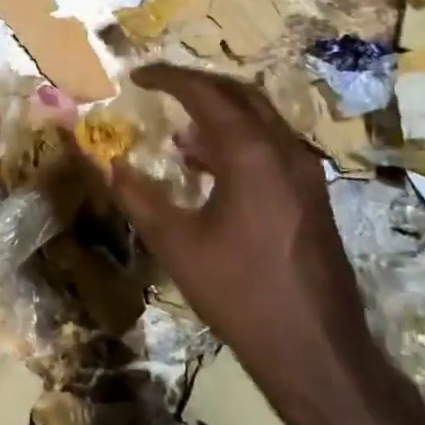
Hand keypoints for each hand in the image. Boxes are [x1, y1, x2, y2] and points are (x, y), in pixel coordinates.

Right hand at [104, 64, 380, 420]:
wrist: (314, 348)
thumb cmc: (239, 292)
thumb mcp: (175, 243)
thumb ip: (137, 197)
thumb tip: (109, 164)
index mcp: (251, 153)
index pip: (204, 94)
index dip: (167, 79)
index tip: (136, 76)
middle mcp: (284, 150)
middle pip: (239, 94)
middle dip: (197, 84)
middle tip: (159, 87)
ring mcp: (305, 172)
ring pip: (260, 119)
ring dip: (218, 113)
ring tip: (177, 129)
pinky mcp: (312, 195)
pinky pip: (270, 145)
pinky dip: (237, 139)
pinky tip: (208, 167)